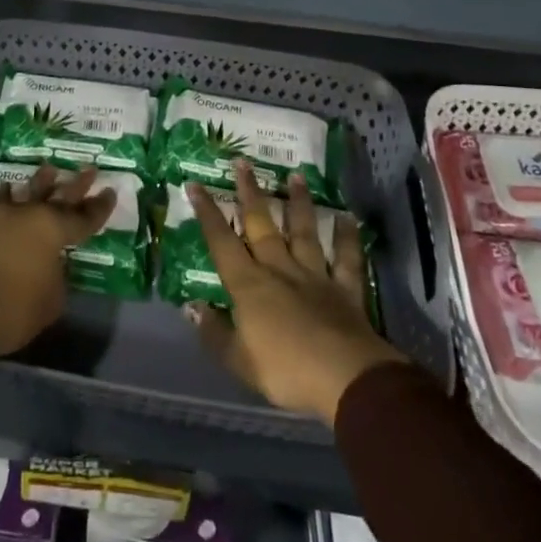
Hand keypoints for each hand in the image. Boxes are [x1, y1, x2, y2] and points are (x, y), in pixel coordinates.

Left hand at [0, 164, 114, 361]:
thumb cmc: (12, 310)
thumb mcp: (50, 302)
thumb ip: (57, 277)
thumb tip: (51, 266)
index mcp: (53, 231)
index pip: (84, 217)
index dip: (99, 207)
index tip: (110, 192)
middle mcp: (28, 214)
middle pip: (58, 194)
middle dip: (76, 183)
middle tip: (89, 169)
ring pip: (25, 191)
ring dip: (39, 182)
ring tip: (48, 170)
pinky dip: (5, 196)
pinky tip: (6, 192)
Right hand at [187, 163, 405, 426]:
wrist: (345, 379)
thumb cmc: (285, 371)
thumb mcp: (239, 361)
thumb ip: (214, 333)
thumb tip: (191, 308)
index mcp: (249, 285)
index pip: (221, 242)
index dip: (207, 213)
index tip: (195, 184)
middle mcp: (279, 269)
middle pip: (261, 225)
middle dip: (249, 193)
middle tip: (242, 162)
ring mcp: (315, 276)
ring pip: (303, 232)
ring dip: (299, 203)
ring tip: (296, 175)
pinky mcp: (345, 290)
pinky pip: (346, 259)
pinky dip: (348, 238)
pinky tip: (349, 218)